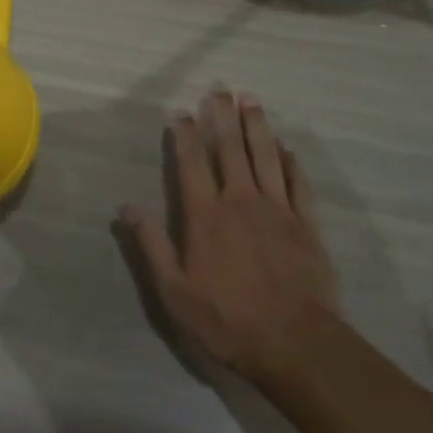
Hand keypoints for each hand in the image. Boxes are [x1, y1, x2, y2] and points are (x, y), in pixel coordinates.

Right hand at [121, 88, 339, 385]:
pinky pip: (297, 183)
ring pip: (265, 156)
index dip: (185, 135)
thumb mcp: (175, 292)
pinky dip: (291, 162)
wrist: (296, 344)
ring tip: (250, 99)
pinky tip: (287, 147)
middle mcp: (240, 201)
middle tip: (219, 88)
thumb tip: (126, 207)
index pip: (191, 164)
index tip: (181, 112)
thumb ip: (152, 246)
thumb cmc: (229, 321)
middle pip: (229, 149)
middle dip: (222, 116)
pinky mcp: (306, 224)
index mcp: (206, 216)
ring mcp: (277, 209)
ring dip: (256, 125)